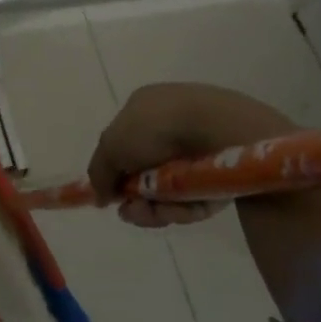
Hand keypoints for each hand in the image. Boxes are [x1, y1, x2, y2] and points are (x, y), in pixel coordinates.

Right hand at [88, 83, 297, 226]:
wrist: (219, 129)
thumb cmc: (157, 128)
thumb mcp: (111, 145)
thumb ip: (99, 172)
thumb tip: (98, 196)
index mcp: (145, 107)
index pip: (124, 143)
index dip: (116, 171)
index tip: (111, 196)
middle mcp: (171, 125)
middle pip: (146, 172)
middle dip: (136, 197)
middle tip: (132, 212)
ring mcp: (199, 149)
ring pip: (170, 189)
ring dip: (156, 207)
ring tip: (152, 214)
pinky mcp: (222, 172)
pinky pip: (196, 196)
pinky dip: (185, 207)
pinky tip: (181, 210)